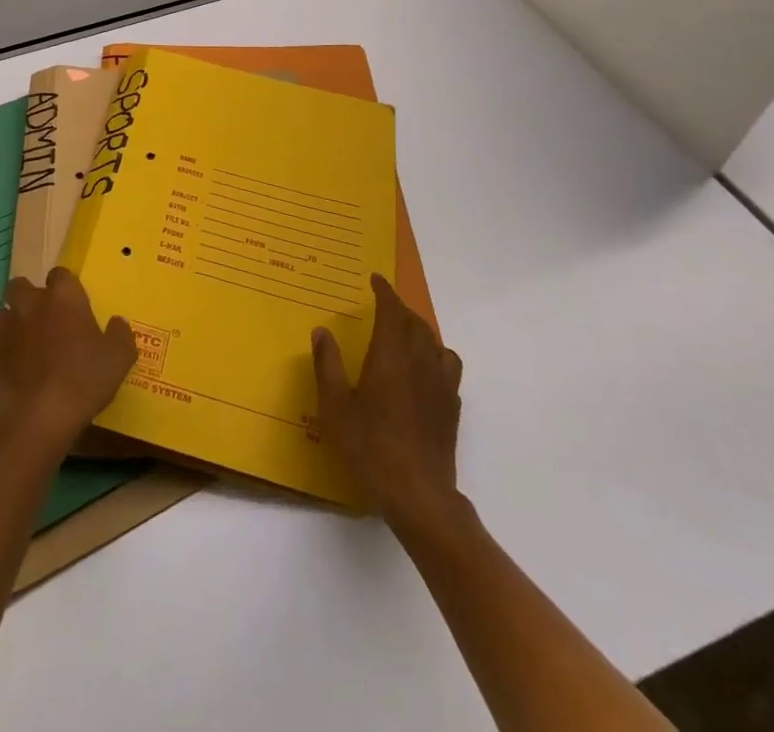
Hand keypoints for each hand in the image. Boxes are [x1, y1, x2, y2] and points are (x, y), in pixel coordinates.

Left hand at [0, 267, 136, 458]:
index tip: (74, 305)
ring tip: (28, 343)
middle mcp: (31, 304)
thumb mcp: (119, 359)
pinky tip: (19, 373)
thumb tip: (117, 323)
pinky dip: (6, 354)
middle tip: (46, 319)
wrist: (35, 418)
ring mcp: (6, 330)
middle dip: (29, 297)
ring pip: (3, 313)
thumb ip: (121, 335)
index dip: (66, 287)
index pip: (60, 274)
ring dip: (13, 322)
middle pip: (21, 285)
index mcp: (63, 297)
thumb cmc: (82, 379)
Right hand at [313, 274, 462, 524]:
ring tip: (405, 337)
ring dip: (421, 331)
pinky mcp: (451, 407)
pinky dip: (436, 357)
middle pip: (416, 323)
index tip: (375, 279)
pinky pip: (448, 367)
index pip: (392, 311)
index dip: (385, 292)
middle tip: (384, 308)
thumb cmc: (370, 448)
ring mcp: (441, 385)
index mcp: (391, 357)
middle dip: (400, 309)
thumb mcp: (336, 408)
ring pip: (436, 342)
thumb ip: (328, 366)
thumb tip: (322, 331)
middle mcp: (420, 362)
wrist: (419, 495)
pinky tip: (423, 372)